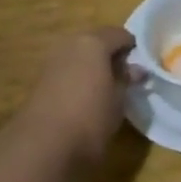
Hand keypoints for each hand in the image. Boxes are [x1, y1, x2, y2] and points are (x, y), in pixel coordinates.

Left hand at [18, 27, 135, 166]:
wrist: (42, 147)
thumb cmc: (90, 118)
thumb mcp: (119, 100)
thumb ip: (127, 79)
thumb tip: (136, 69)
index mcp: (93, 42)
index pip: (120, 35)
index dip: (132, 49)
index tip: (140, 67)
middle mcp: (70, 44)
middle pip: (96, 42)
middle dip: (110, 55)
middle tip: (124, 77)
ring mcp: (52, 61)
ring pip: (79, 56)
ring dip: (92, 67)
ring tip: (105, 89)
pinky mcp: (39, 81)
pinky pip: (66, 71)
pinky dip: (77, 78)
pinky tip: (84, 98)